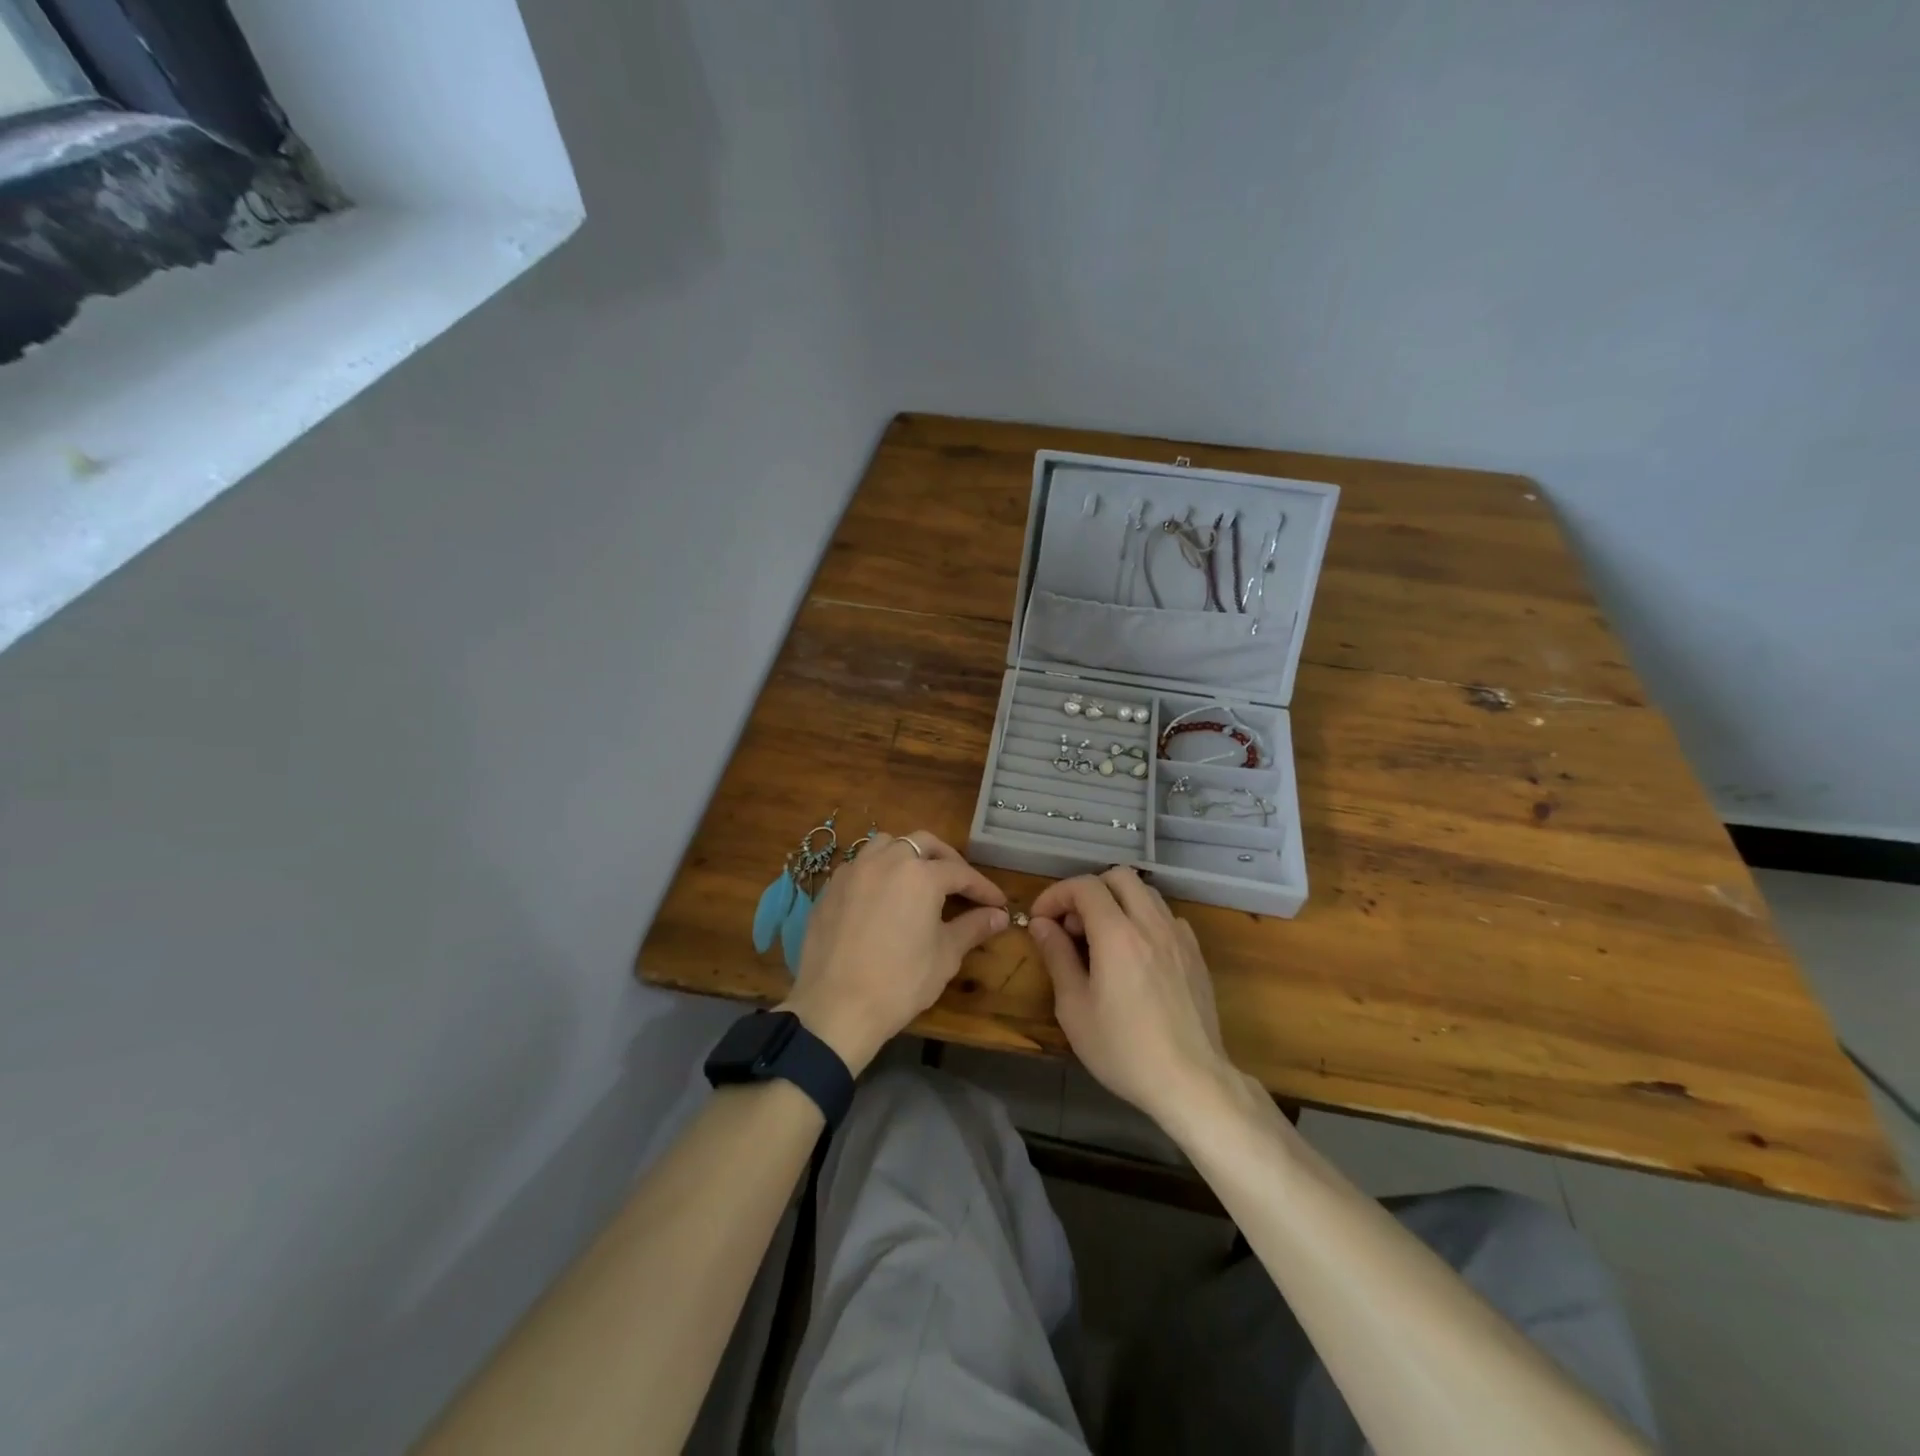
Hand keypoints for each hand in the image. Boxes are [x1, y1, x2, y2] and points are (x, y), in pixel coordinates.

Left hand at [780, 831, 1007, 1073]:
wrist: (836, 1007)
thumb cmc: (900, 982)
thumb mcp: (945, 955)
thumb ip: (973, 927)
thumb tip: (999, 916)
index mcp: (920, 875)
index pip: (961, 873)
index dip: (983, 888)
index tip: (998, 903)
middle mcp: (886, 861)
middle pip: (924, 844)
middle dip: (947, 860)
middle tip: (961, 885)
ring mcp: (854, 871)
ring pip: (886, 844)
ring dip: (908, 855)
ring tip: (918, 880)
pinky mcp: (830, 888)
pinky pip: (859, 865)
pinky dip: (878, 871)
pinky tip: (882, 896)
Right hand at [1028, 868, 1235, 1130]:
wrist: (1192, 1082)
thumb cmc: (1124, 1049)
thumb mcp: (1074, 1008)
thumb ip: (1057, 957)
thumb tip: (1042, 925)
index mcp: (1118, 934)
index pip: (1084, 886)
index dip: (1056, 895)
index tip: (1041, 920)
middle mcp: (1151, 924)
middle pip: (1118, 876)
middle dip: (1089, 891)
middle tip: (1073, 926)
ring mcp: (1179, 937)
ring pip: (1146, 893)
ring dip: (1118, 902)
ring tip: (1102, 939)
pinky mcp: (1196, 955)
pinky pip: (1166, 918)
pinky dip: (1144, 921)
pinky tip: (1136, 955)